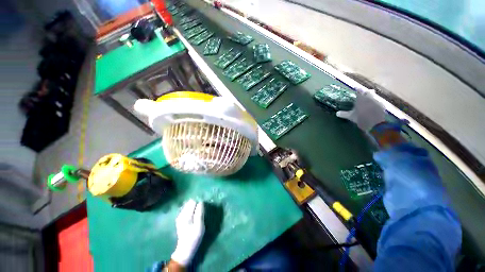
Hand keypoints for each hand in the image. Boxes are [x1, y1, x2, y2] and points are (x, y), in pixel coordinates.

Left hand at [171, 199, 204, 266]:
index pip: (193, 202)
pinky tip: (193, 219)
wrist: (185, 250)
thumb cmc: (194, 238)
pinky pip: (186, 210)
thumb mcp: (199, 226)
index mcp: (185, 215)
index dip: (199, 204)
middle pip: (190, 203)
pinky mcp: (180, 220)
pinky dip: (191, 212)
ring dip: (193, 209)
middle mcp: (181, 214)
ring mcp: (179, 217)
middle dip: (196, 206)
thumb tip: (201, 202)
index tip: (202, 211)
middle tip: (199, 215)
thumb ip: (199, 213)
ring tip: (197, 217)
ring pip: (188, 206)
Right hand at [336, 90, 385, 131]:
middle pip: (368, 92)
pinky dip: (375, 102)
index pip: (359, 91)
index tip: (356, 88)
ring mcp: (377, 101)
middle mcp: (369, 98)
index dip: (358, 90)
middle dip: (366, 92)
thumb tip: (337, 113)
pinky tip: (374, 106)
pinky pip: (378, 101)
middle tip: (363, 93)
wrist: (376, 124)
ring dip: (371, 97)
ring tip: (369, 99)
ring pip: (374, 96)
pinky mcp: (382, 106)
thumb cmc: (361, 119)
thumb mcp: (351, 117)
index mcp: (361, 99)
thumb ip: (344, 114)